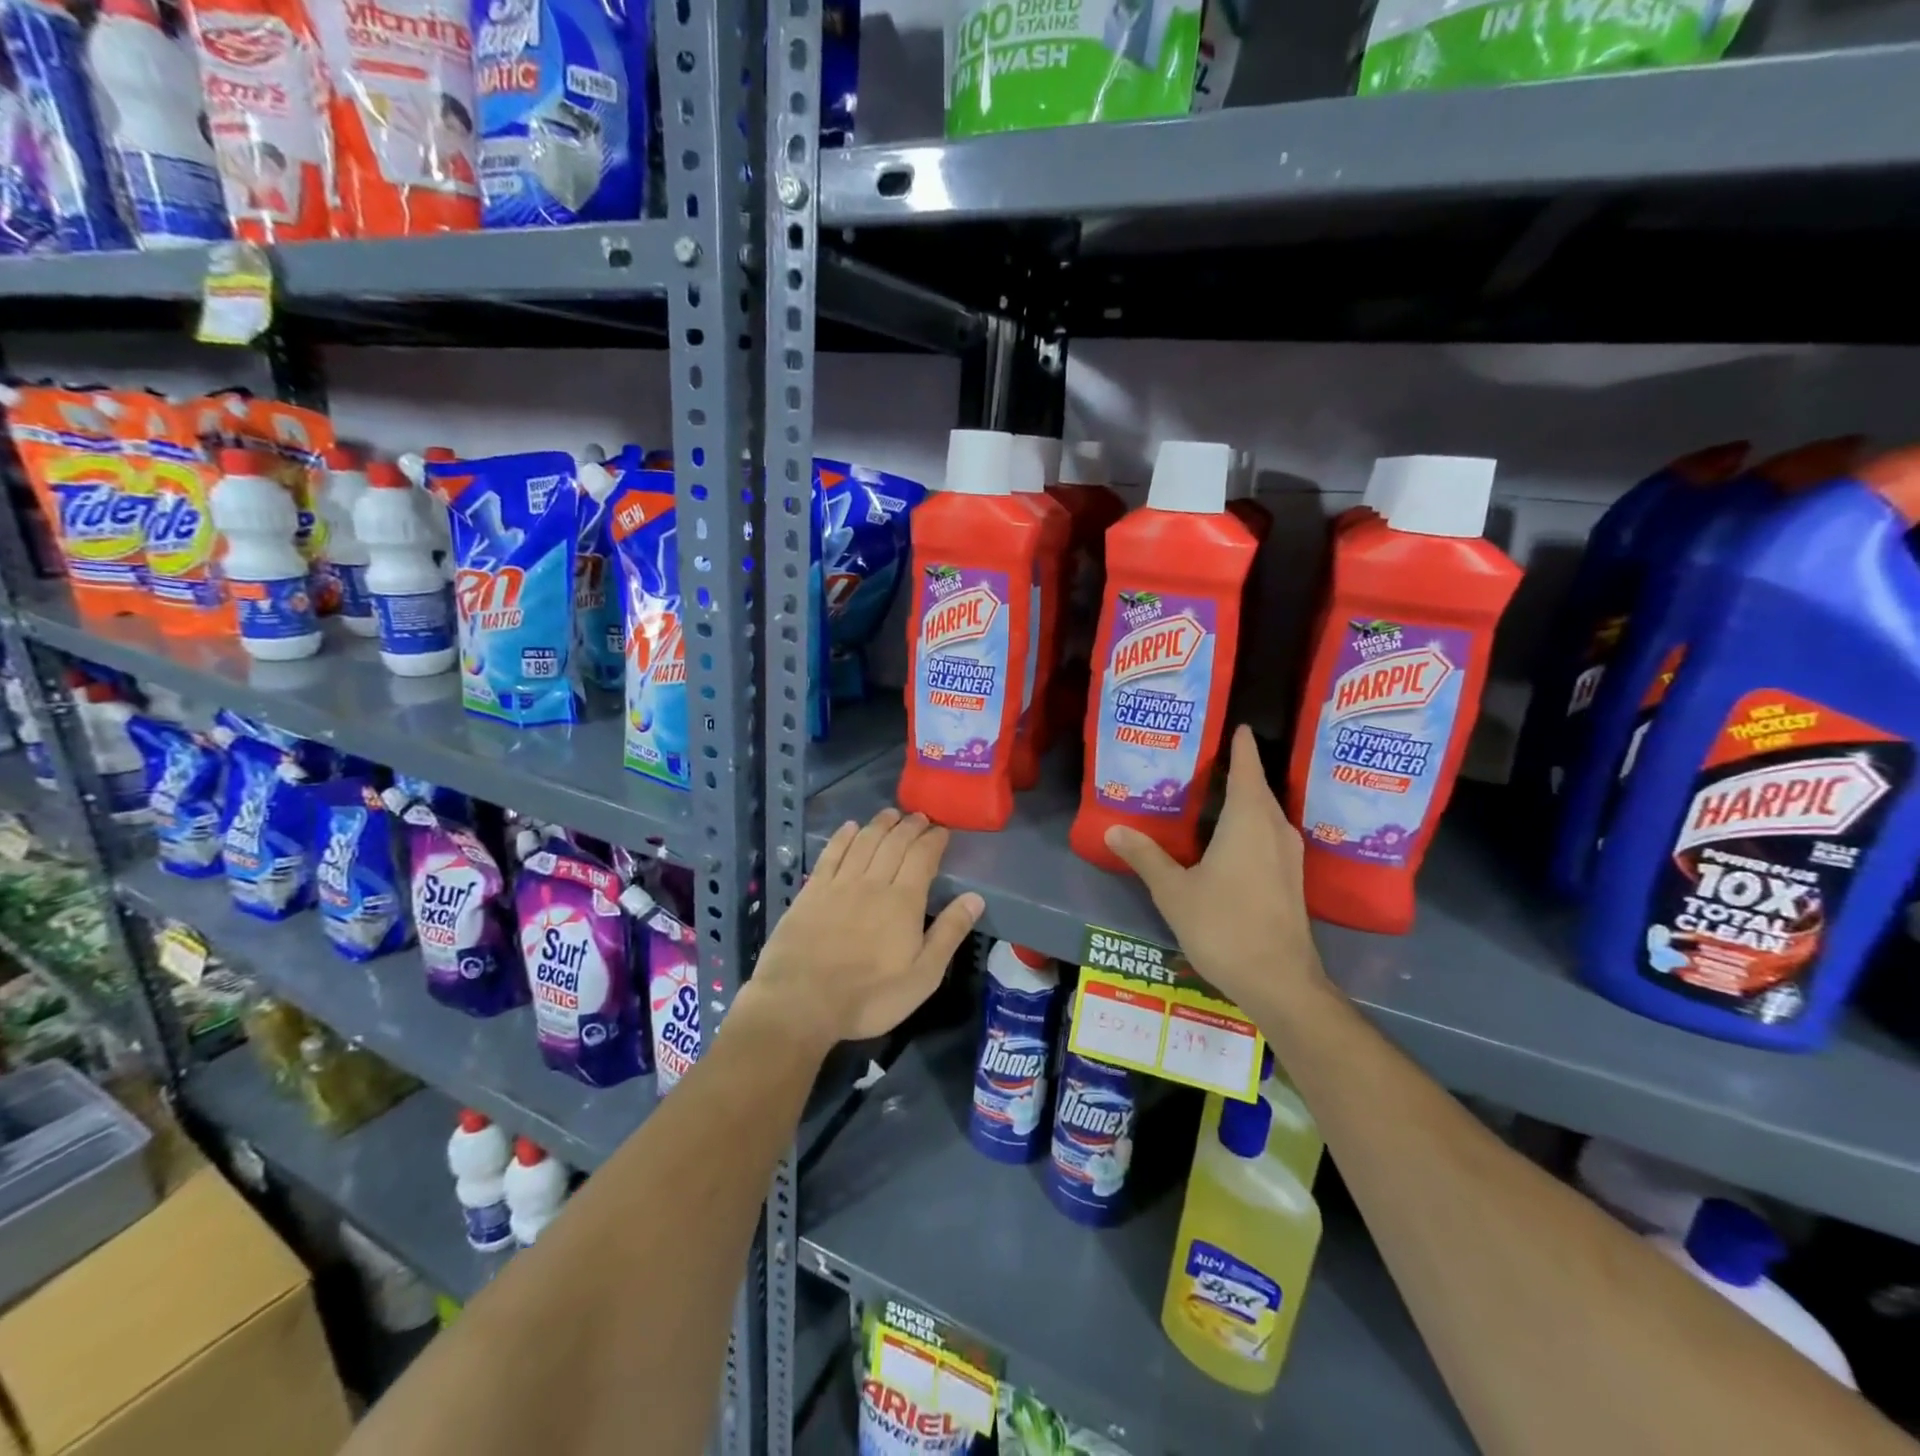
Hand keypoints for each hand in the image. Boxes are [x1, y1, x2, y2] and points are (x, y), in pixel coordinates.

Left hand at [744, 809, 983, 1050]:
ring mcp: (839, 884)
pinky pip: (831, 853)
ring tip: (891, 813)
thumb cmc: (869, 996)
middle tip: (920, 817)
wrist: (801, 1001)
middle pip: (894, 843)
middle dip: (910, 826)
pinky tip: (850, 827)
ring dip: (880, 824)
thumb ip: (949, 933)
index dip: (934, 840)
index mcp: (903, 901)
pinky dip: (843, 836)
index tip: (942, 830)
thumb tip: (975, 897)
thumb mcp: (922, 976)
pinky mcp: (812, 891)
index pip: (922, 857)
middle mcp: (873, 883)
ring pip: (864, 842)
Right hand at [1103, 725, 1326, 1013]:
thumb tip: (1114, 828)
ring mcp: (1288, 856)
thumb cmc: (1224, 926)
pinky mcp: (1291, 879)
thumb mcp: (1174, 891)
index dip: (1240, 745)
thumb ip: (1145, 856)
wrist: (1279, 981)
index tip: (1235, 724)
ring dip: (1245, 799)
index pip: (1247, 767)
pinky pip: (1269, 835)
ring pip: (1266, 814)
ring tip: (1214, 793)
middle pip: (1257, 788)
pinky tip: (1230, 838)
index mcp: (1248, 820)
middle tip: (1207, 758)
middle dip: (1238, 770)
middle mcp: (1275, 829)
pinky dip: (1251, 825)